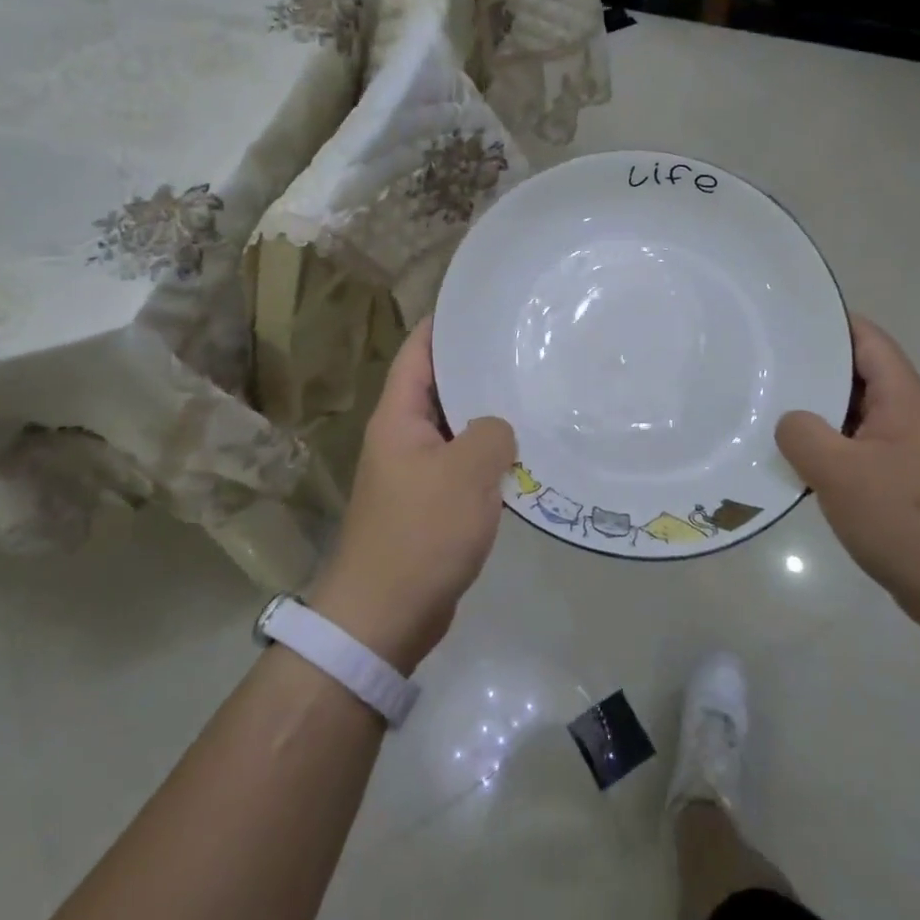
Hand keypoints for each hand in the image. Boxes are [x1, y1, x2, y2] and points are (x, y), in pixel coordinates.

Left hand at [307, 316, 516, 673]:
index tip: (484, 302)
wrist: (385, 616)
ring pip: (456, 426)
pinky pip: (463, 463)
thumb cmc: (421, 533)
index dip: (447, 322)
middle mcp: (402, 435)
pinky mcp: (430, 503)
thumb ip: (491, 432)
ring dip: (488, 413)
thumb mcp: (466, 472)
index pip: (420, 351)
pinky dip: (489, 454)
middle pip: (440, 385)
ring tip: (533, 390)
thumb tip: (500, 427)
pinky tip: (525, 450)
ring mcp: (415, 470)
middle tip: (525, 344)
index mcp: (398, 416)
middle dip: (478, 365)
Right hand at [776, 315, 919, 631]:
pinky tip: (795, 460)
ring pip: (854, 416)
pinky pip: (856, 450)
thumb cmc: (903, 517)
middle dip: (814, 367)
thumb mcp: (838, 471)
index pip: (867, 339)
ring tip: (768, 407)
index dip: (830, 322)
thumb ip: (802, 434)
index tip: (786, 319)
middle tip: (763, 363)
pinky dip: (828, 448)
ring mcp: (906, 451)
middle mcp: (908, 416)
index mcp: (902, 398)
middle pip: (858, 375)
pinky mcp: (901, 483)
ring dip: (818, 413)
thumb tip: (791, 423)